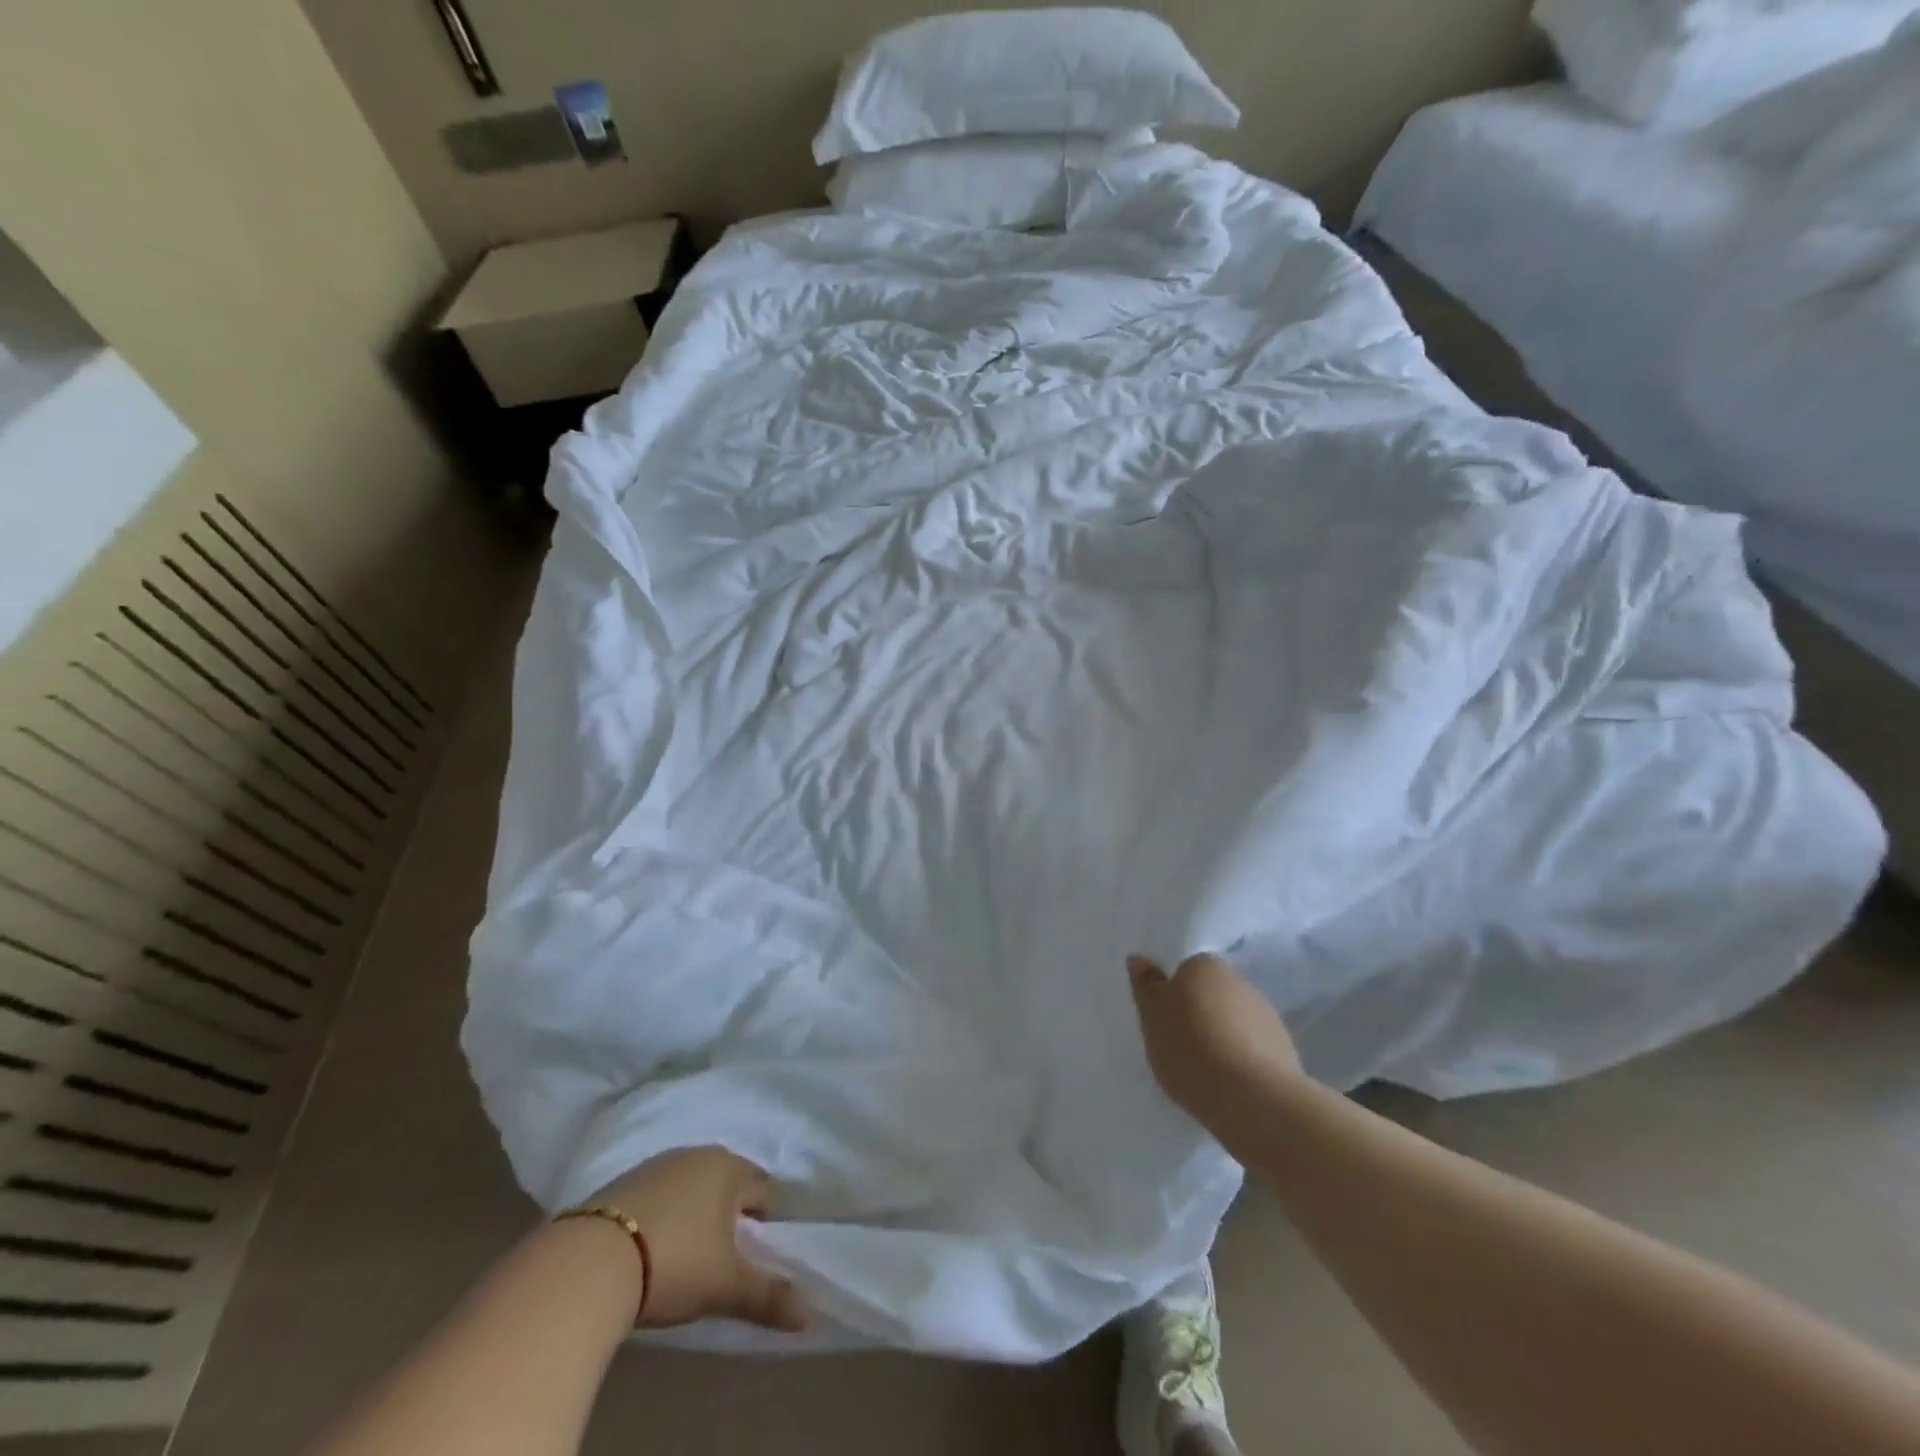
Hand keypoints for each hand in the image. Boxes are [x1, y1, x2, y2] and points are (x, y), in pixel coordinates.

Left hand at [586, 1147, 807, 1332]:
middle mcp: (697, 1155)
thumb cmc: (675, 1262)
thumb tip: (811, 1315)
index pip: (763, 1189)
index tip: (753, 1255)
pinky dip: (661, 1215)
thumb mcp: (725, 1286)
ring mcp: (656, 1165)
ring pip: (690, 1186)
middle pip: (726, 1183)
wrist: (590, 1262)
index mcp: (729, 1168)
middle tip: (722, 1257)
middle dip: (729, 1214)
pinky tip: (649, 1248)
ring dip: (694, 1212)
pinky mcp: (621, 1183)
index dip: (764, 1223)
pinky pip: (656, 1195)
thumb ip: (768, 1296)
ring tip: (685, 1255)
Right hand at [1127, 953, 1302, 1139]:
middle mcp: (1240, 981)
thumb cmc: (1190, 1047)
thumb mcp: (1152, 1015)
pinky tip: (1229, 1085)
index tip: (1164, 1020)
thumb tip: (1140, 959)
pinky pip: (1253, 1049)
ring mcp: (1267, 1016)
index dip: (1174, 994)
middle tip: (1180, 1045)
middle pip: (1211, 994)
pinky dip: (1242, 1060)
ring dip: (1222, 1038)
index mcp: (1205, 965)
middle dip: (1199, 1014)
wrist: (1253, 1099)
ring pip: (1234, 1021)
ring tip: (1205, 1071)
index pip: (1186, 970)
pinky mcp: (1285, 1050)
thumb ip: (1146, 985)